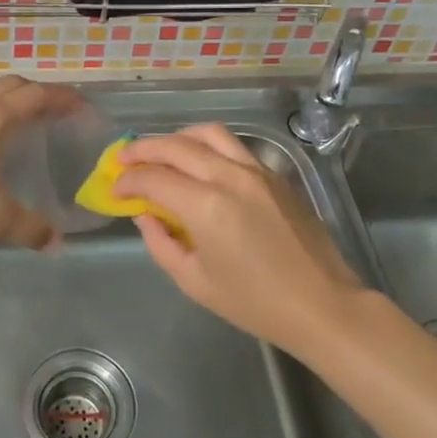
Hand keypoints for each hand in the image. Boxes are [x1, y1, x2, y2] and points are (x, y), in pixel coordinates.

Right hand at [115, 124, 368, 355]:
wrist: (321, 304)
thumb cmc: (255, 303)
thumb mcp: (195, 282)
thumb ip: (161, 243)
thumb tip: (144, 214)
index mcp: (206, 207)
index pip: (154, 177)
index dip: (128, 180)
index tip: (115, 189)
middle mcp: (229, 177)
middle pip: (176, 146)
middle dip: (143, 149)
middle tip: (124, 160)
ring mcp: (256, 170)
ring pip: (208, 133)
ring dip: (176, 137)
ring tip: (160, 152)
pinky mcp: (274, 174)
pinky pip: (233, 146)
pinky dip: (206, 145)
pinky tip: (198, 162)